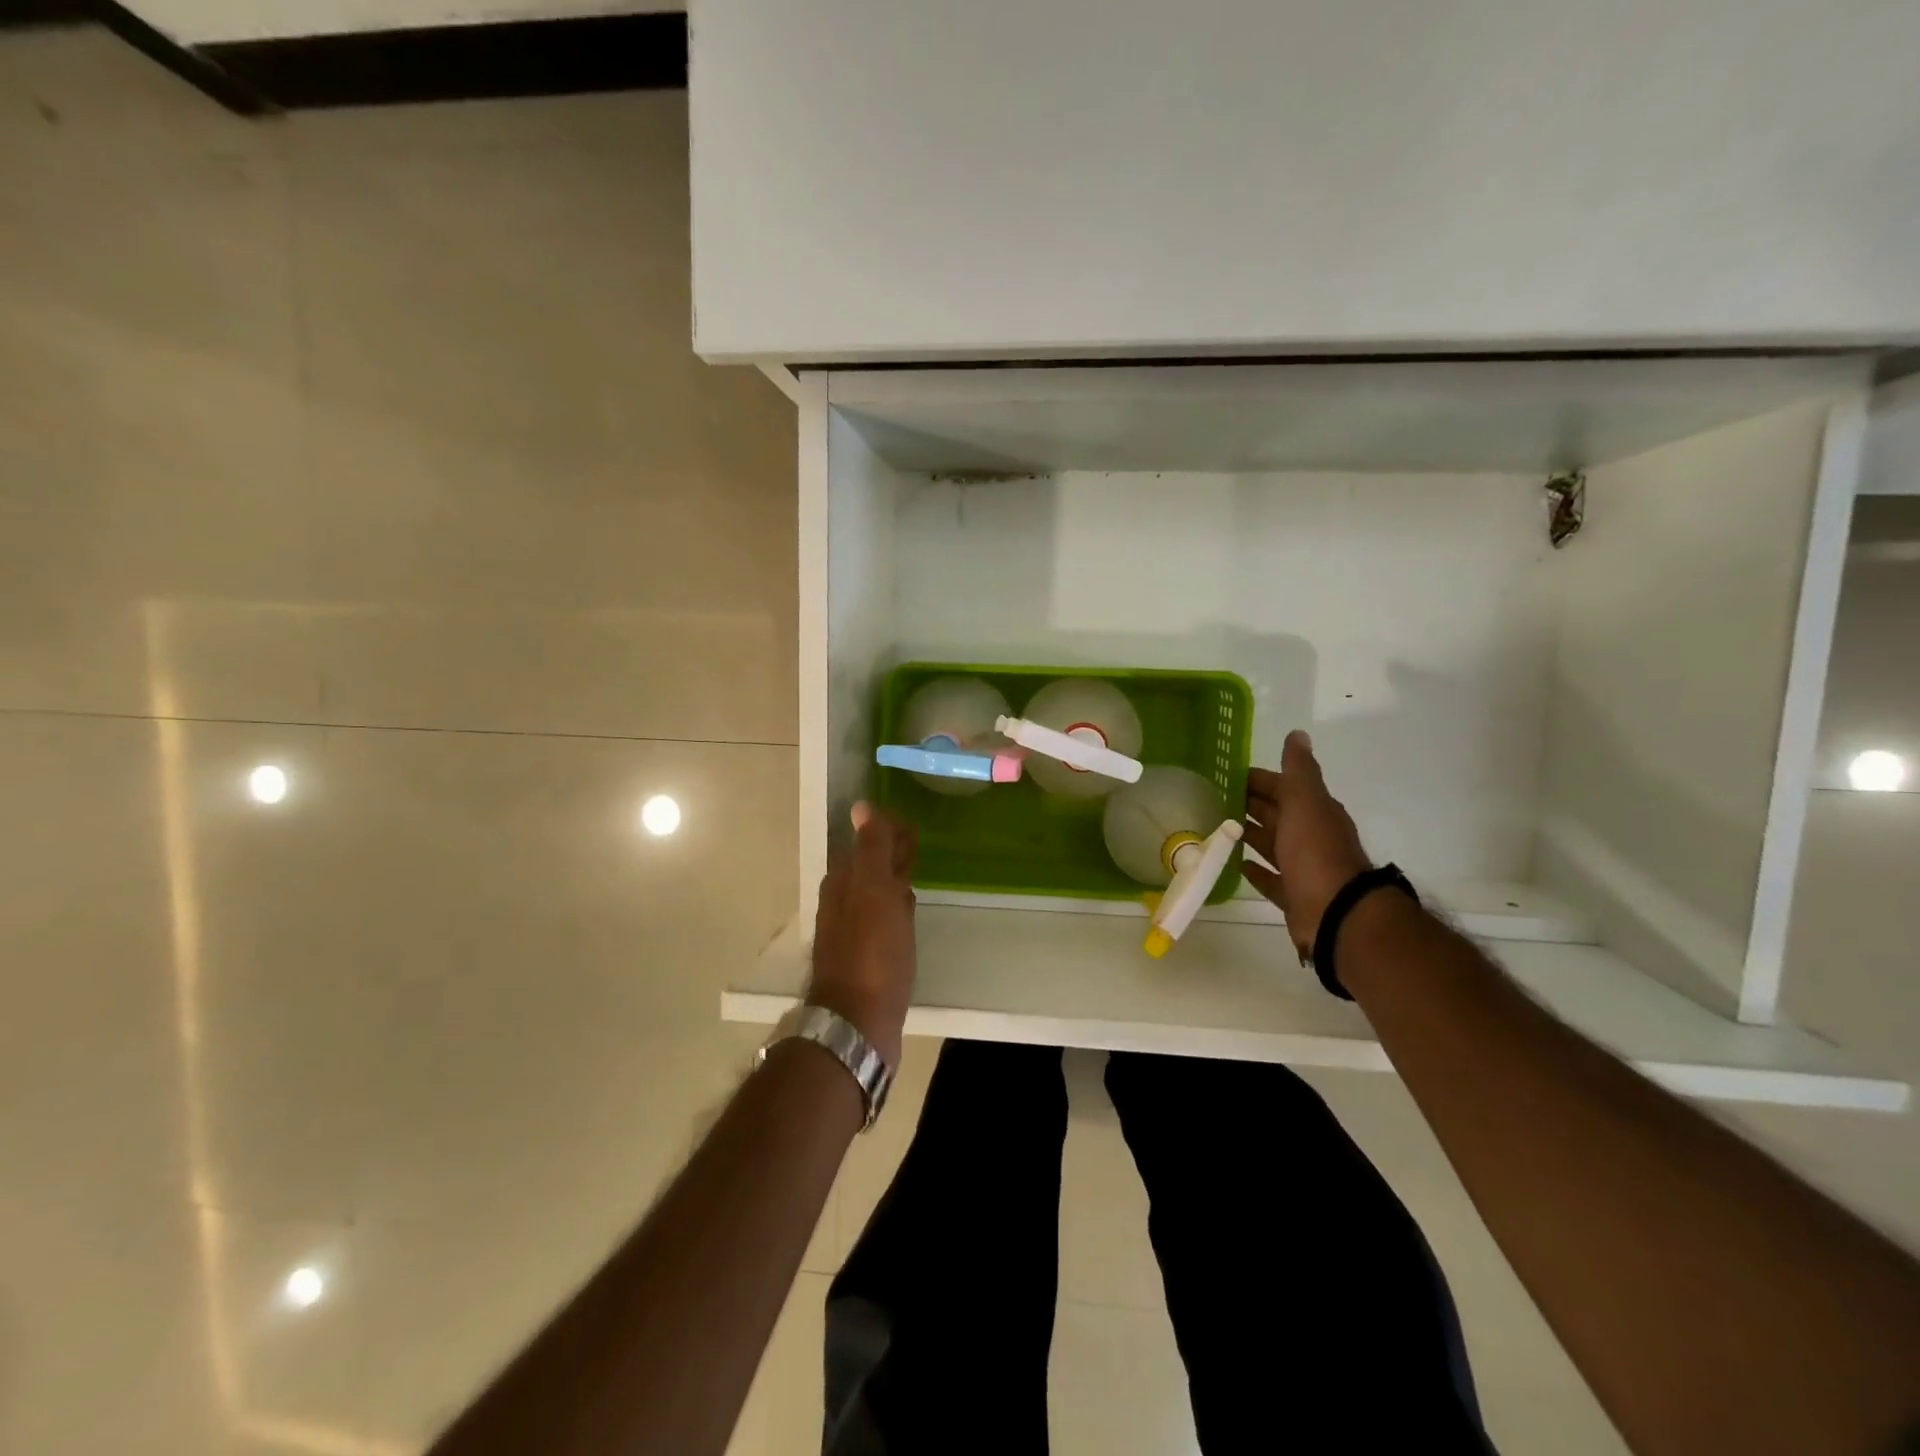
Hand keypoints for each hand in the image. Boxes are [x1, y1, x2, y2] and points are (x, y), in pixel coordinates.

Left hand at [807, 802, 917, 1067]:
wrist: (859, 1021)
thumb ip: (871, 849)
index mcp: (843, 883)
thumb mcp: (874, 891)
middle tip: (917, 841)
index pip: (864, 842)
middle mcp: (842, 903)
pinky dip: (895, 906)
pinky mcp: (866, 956)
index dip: (886, 830)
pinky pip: (882, 919)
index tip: (911, 823)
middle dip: (889, 851)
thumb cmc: (871, 952)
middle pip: (868, 866)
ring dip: (892, 878)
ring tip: (914, 870)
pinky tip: (908, 910)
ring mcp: (852, 931)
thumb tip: (861, 807)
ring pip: (874, 892)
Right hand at [1242, 730, 1371, 963]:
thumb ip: (1299, 770)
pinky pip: (1271, 879)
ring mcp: (1303, 867)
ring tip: (1219, 827)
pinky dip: (1255, 870)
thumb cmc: (1316, 852)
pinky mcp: (1294, 895)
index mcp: (1315, 811)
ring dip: (1250, 835)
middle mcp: (1311, 836)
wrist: (1337, 913)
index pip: (1283, 787)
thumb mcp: (1306, 802)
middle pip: (1276, 814)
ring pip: (1272, 844)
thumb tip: (1298, 734)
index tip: (1227, 775)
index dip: (1258, 779)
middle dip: (1250, 804)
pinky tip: (1236, 864)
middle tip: (1214, 798)